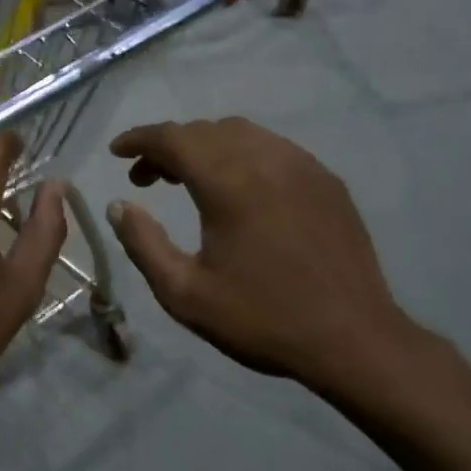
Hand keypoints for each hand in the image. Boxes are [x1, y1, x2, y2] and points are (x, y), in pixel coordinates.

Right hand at [105, 118, 428, 405]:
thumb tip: (118, 205)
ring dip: (205, 146)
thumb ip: (142, 243)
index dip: (139, 139)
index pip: (172, 138)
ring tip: (188, 180)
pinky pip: (272, 147)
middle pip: (204, 131)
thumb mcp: (184, 293)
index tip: (117, 152)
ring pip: (240, 133)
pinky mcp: (326, 179)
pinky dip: (241, 153)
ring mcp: (301, 165)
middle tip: (146, 179)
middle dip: (168, 146)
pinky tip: (238, 188)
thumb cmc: (262, 317)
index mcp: (228, 182)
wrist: (353, 339)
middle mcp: (265, 159)